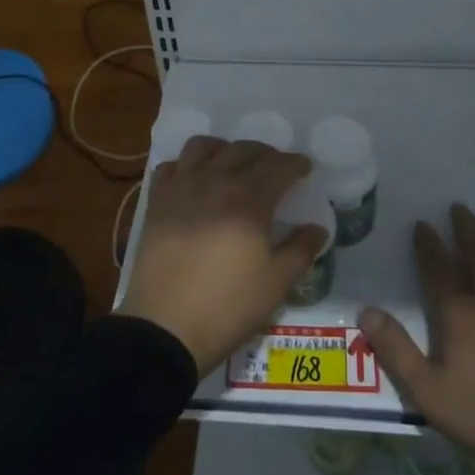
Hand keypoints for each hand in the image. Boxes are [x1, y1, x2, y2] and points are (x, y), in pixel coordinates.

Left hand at [118, 135, 326, 373]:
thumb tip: (317, 228)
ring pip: (203, 146)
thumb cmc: (227, 306)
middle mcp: (215, 182)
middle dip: (265, 154)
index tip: (305, 168)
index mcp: (249, 200)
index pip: (278, 167)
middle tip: (276, 167)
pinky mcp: (157, 201)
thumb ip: (301, 250)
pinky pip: (171, 166)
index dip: (295, 164)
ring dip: (224, 149)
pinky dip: (186, 165)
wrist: (164, 327)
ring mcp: (182, 188)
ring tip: (233, 164)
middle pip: (243, 150)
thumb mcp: (276, 284)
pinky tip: (194, 180)